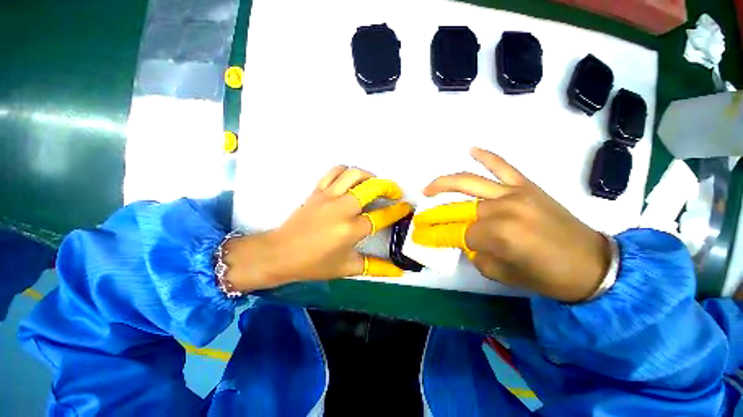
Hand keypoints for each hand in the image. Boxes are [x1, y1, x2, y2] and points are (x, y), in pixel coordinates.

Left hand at [223, 167, 411, 291]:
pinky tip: (351, 180)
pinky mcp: (317, 191)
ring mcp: (328, 196)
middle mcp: (342, 209)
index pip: (382, 216)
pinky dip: (346, 171)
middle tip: (394, 193)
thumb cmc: (314, 264)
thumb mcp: (348, 268)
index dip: (398, 211)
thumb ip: (376, 268)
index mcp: (351, 230)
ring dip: (369, 176)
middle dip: (388, 187)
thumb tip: (400, 271)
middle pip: (371, 187)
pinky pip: (334, 172)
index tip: (406, 207)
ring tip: (374, 184)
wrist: (280, 253)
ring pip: (353, 174)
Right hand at [412, 148, 610, 302]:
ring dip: (444, 183)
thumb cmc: (546, 276)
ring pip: (470, 181)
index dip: (439, 237)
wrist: (591, 264)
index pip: (457, 234)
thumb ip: (475, 253)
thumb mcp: (500, 273)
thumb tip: (463, 240)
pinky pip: (502, 166)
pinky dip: (486, 156)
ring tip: (429, 188)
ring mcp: (514, 193)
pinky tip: (471, 149)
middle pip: (458, 209)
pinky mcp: (527, 185)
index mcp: (496, 235)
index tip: (423, 238)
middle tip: (421, 217)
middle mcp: (501, 209)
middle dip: (435, 215)